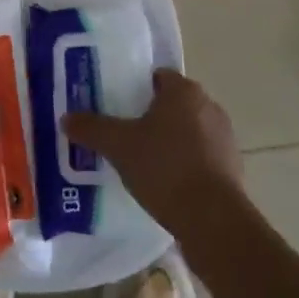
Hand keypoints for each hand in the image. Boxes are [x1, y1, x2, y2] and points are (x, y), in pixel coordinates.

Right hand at [62, 69, 243, 238]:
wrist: (213, 220)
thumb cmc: (165, 168)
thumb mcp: (119, 146)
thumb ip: (92, 128)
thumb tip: (66, 118)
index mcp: (184, 91)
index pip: (157, 77)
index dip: (136, 90)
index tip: (118, 107)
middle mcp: (209, 106)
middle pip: (173, 104)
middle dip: (152, 117)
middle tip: (126, 135)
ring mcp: (224, 137)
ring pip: (189, 131)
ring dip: (171, 142)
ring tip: (144, 164)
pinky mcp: (233, 168)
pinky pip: (202, 158)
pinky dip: (187, 165)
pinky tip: (167, 186)